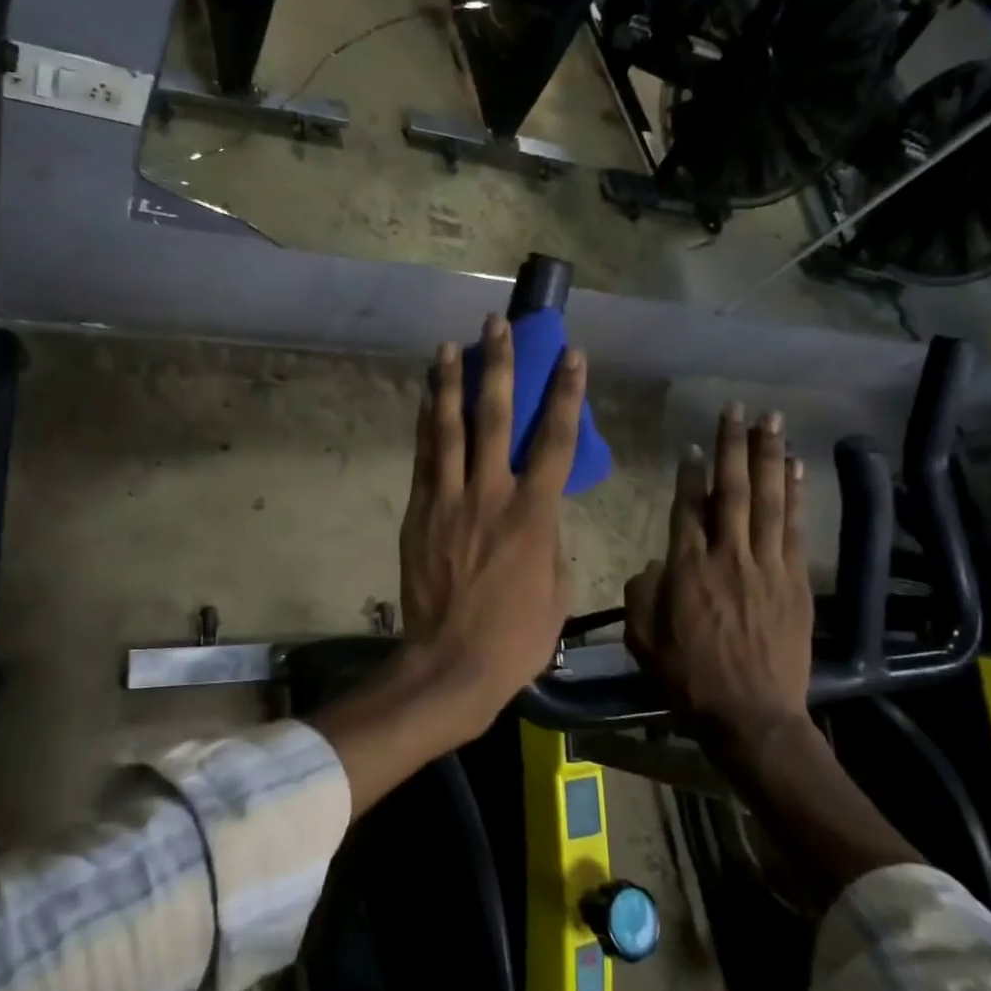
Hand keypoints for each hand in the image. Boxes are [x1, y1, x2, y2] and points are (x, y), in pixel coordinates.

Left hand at [315, 317, 585, 819]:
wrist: (451, 663)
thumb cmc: (516, 635)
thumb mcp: (556, 587)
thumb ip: (550, 538)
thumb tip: (540, 513)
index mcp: (533, 514)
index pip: (554, 440)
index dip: (565, 393)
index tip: (571, 355)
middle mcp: (489, 494)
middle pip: (494, 418)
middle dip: (498, 367)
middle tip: (496, 326)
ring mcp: (448, 500)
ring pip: (449, 429)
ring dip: (450, 383)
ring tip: (448, 346)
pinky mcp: (420, 512)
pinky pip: (423, 458)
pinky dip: (425, 424)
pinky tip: (426, 399)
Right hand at [625, 404, 813, 772]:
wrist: (752, 717)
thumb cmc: (689, 680)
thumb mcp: (643, 640)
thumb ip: (640, 595)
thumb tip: (653, 566)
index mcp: (686, 570)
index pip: (686, 509)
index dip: (688, 474)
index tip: (693, 446)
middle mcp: (728, 558)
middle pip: (731, 491)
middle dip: (733, 446)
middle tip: (736, 409)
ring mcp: (767, 567)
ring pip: (767, 501)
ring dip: (769, 457)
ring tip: (771, 421)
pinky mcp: (795, 582)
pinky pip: (795, 529)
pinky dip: (796, 496)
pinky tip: (796, 469)